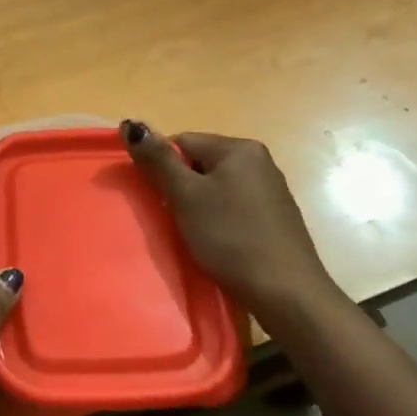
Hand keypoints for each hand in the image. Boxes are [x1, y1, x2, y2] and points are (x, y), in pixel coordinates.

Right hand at [121, 121, 348, 324]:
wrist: (285, 292)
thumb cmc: (230, 237)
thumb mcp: (186, 196)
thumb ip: (158, 160)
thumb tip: (131, 123)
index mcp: (239, 148)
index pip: (182, 141)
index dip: (162, 168)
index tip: (156, 198)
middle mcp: (259, 161)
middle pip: (200, 163)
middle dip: (181, 187)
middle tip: (173, 218)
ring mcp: (271, 189)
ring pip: (217, 187)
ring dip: (198, 205)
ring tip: (194, 233)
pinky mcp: (275, 217)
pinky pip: (234, 206)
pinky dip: (219, 219)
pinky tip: (217, 242)